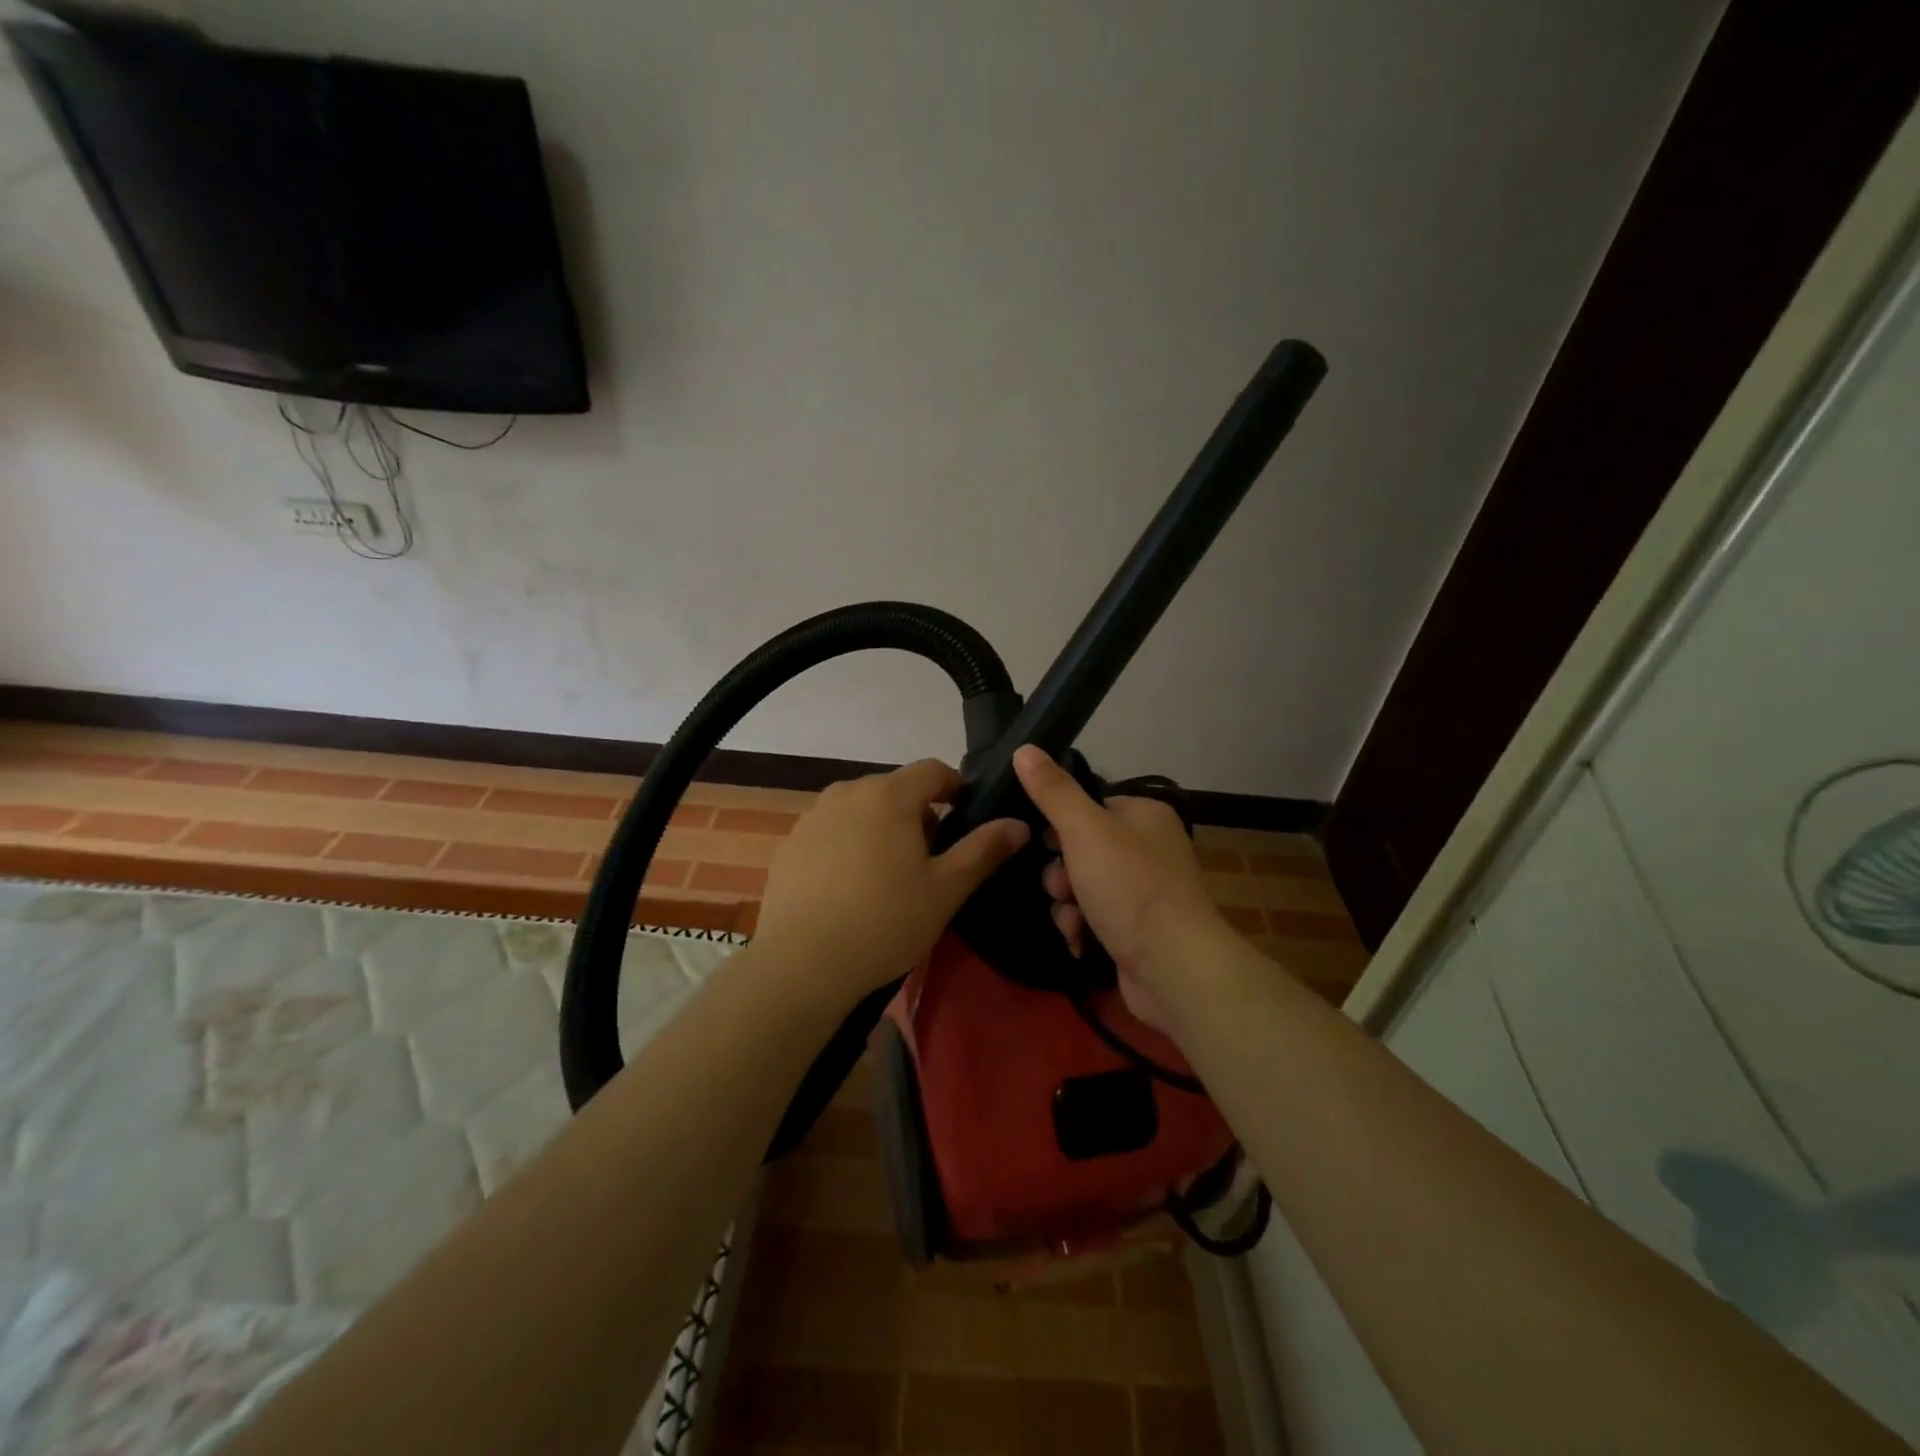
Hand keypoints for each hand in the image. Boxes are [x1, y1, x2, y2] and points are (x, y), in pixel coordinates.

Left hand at [754, 759, 1029, 1008]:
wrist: (802, 964)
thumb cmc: (885, 921)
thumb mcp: (946, 889)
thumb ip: (984, 850)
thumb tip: (1018, 823)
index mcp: (889, 794)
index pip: (933, 770)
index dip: (955, 788)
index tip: (966, 819)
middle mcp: (847, 792)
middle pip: (895, 790)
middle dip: (918, 815)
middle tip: (931, 861)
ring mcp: (812, 817)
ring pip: (861, 811)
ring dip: (882, 830)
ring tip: (889, 878)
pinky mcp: (789, 845)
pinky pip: (831, 833)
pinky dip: (848, 848)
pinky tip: (849, 891)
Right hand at [1013, 745, 1225, 1024]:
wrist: (1174, 966)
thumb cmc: (1130, 886)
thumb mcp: (1084, 829)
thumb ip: (1052, 791)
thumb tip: (1023, 748)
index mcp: (1145, 816)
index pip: (1091, 806)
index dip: (1061, 824)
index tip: (1043, 842)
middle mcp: (1150, 849)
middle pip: (1083, 850)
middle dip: (1062, 872)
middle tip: (1061, 886)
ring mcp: (1146, 893)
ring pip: (1084, 887)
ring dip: (1068, 904)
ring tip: (1072, 918)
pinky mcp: (1139, 932)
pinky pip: (1096, 919)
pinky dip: (1083, 929)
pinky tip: (1080, 941)